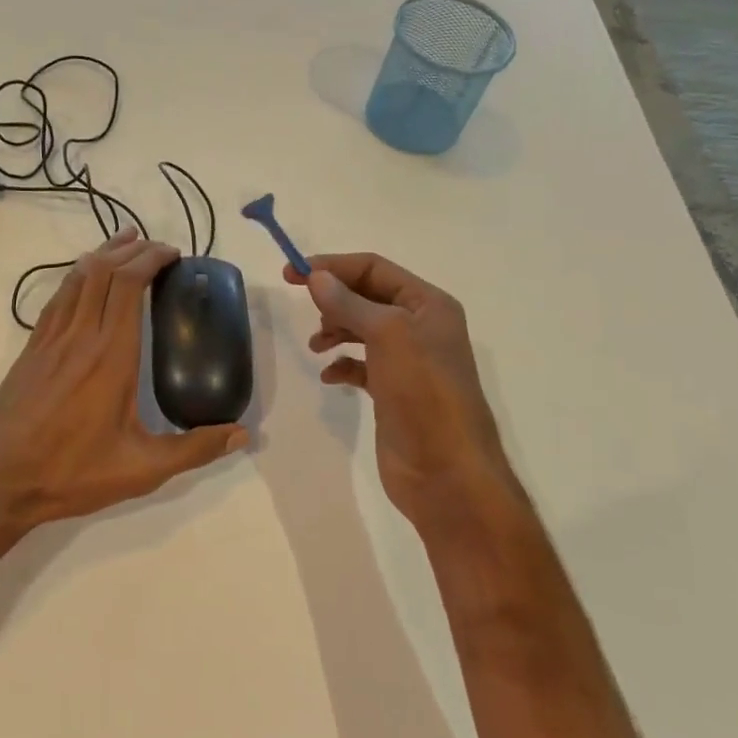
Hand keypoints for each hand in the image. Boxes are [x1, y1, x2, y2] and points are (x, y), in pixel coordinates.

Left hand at [0, 228, 247, 526]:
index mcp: (111, 356)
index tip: (173, 255)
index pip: (129, 285)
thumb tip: (242, 433)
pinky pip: (57, 298)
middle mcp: (80, 337)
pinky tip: (85, 279)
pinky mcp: (31, 349)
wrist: (0, 481)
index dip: (151, 259)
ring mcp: (50, 340)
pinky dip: (76, 277)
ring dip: (103, 254)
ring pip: (77, 278)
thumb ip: (195, 449)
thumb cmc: (73, 474)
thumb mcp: (142, 469)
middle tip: (158, 248)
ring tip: (125, 242)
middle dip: (133, 249)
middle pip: (104, 271)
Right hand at [285, 253, 521, 531]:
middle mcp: (420, 327)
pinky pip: (361, 365)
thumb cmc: (423, 393)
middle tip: (304, 309)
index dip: (333, 266)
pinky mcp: (393, 391)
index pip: (374, 268)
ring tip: (316, 346)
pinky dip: (342, 364)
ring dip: (335, 330)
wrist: (446, 471)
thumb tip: (316, 277)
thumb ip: (349, 303)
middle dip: (334, 298)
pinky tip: (330, 376)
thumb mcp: (387, 335)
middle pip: (367, 296)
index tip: (291, 274)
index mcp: (428, 304)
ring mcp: (408, 361)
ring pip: (362, 329)